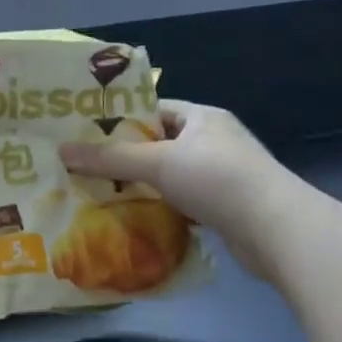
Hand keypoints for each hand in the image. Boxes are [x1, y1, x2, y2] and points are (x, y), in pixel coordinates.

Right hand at [59, 101, 296, 281]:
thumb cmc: (217, 179)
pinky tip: (137, 218)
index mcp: (202, 117)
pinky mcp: (228, 208)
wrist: (279, 231)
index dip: (120, 120)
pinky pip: (185, 201)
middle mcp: (214, 141)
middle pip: (160, 144)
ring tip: (103, 194)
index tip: (87, 134)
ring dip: (144, 186)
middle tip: (87, 166)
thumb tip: (61, 151)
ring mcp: (223, 175)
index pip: (153, 110)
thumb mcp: (157, 163)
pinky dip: (163, 208)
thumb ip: (110, 158)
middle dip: (126, 157)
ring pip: (171, 175)